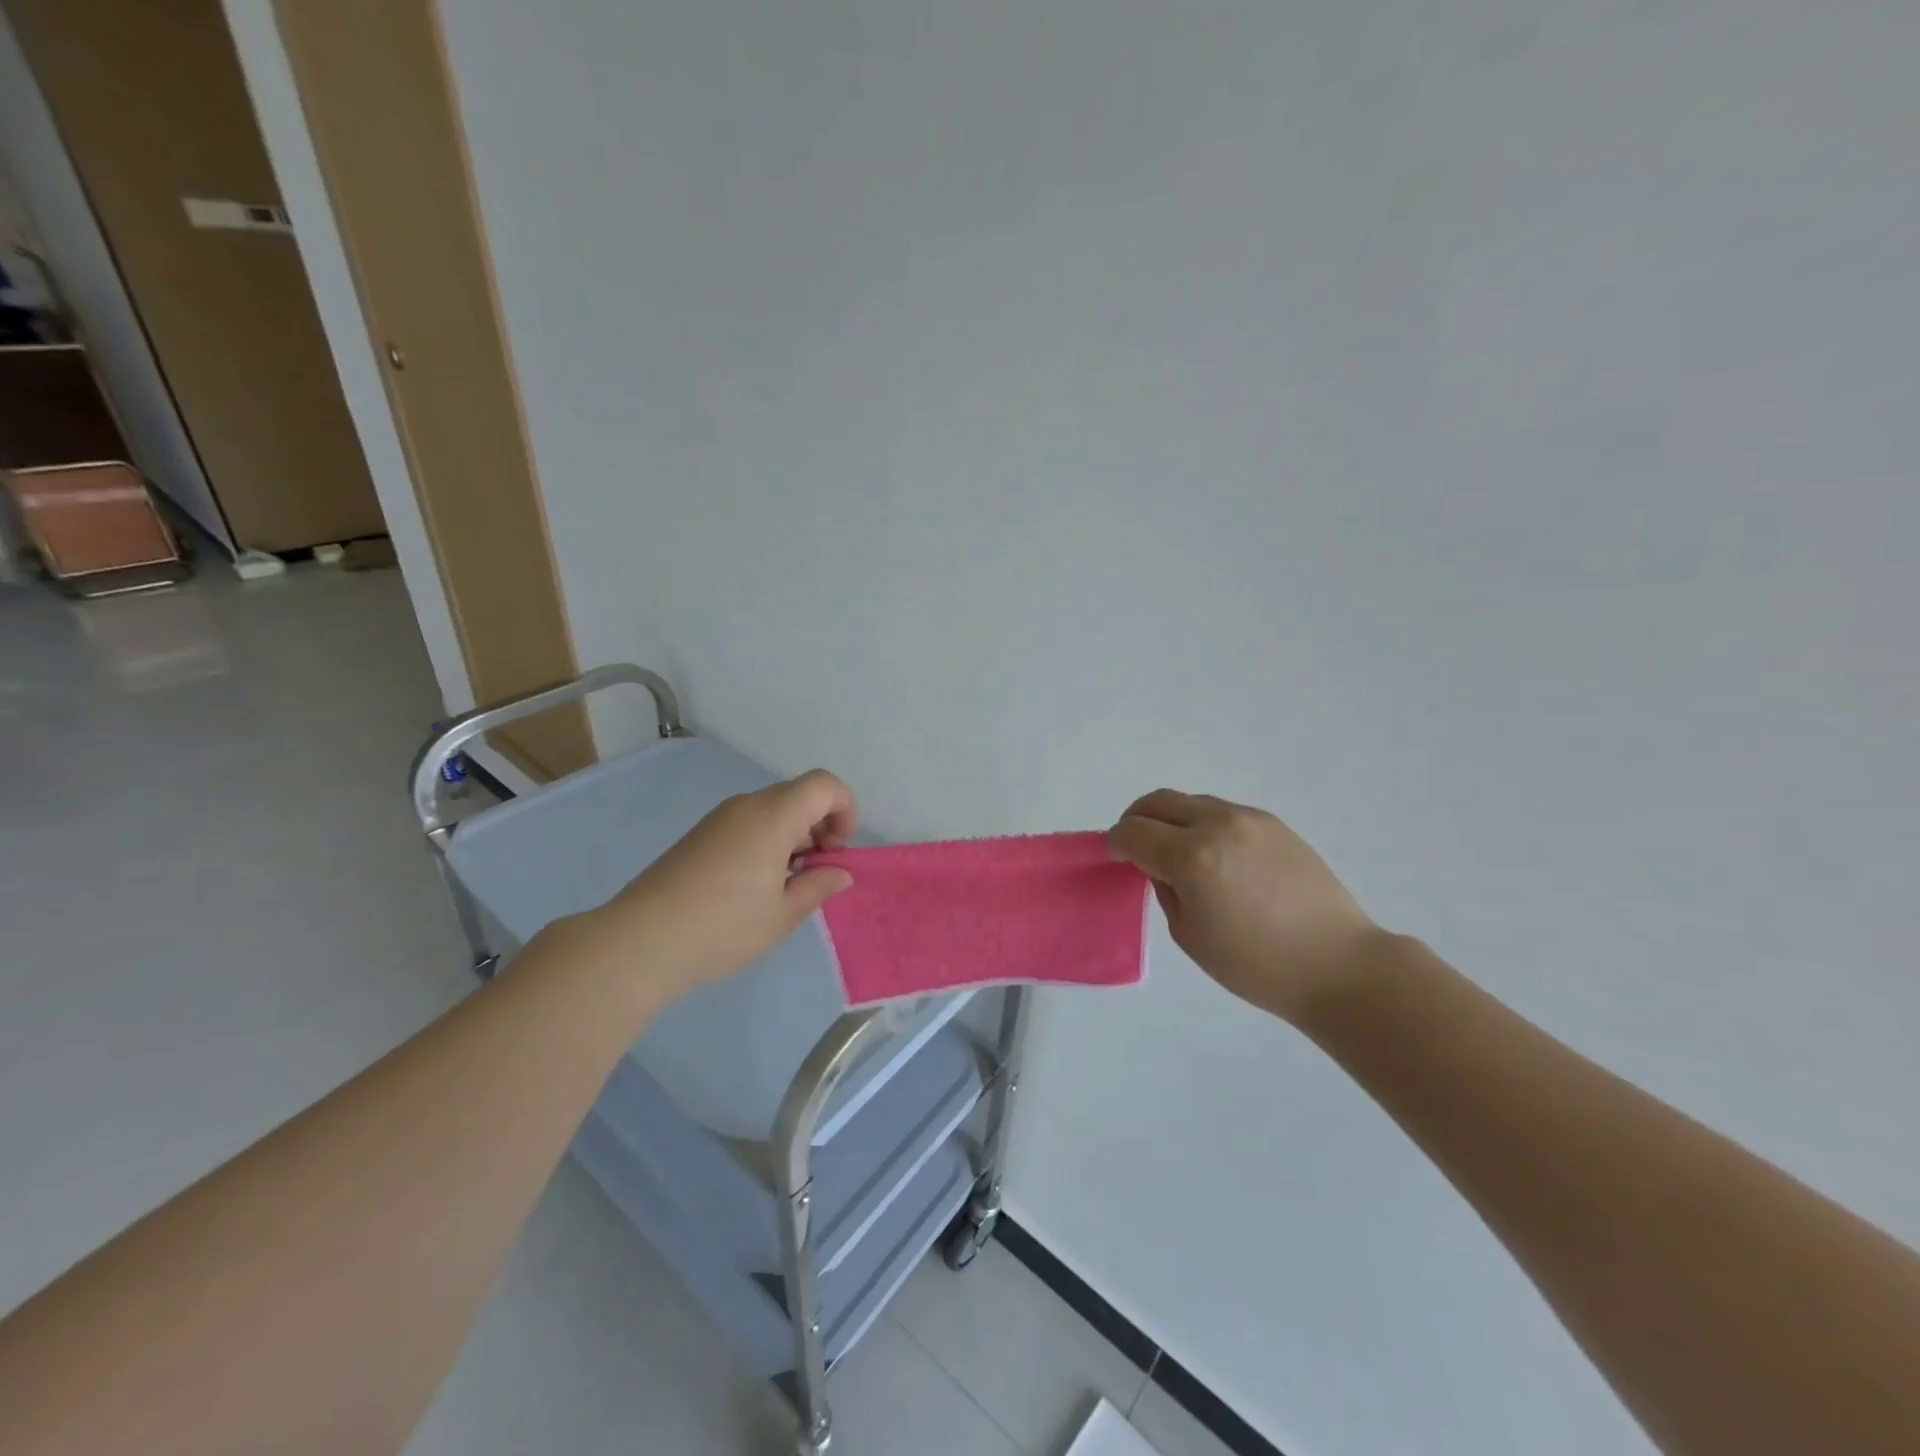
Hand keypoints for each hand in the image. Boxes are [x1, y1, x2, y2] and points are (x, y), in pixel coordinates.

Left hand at [571, 770, 857, 1002]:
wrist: (641, 940)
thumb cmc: (723, 926)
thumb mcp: (782, 914)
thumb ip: (817, 886)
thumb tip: (840, 872)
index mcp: (773, 817)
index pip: (824, 785)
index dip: (845, 809)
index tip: (839, 850)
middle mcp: (747, 806)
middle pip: (799, 795)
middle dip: (821, 825)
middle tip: (818, 871)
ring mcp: (720, 819)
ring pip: (773, 809)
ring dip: (794, 835)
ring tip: (788, 884)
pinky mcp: (701, 835)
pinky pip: (749, 823)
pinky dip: (768, 840)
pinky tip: (757, 885)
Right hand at [1107, 790, 1385, 1022]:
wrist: (1338, 964)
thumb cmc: (1257, 965)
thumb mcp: (1190, 935)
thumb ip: (1166, 889)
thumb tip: (1160, 866)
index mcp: (1192, 857)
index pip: (1134, 832)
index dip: (1116, 843)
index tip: (1115, 857)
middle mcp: (1218, 825)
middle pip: (1158, 802)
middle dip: (1137, 820)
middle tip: (1135, 846)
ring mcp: (1249, 819)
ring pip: (1191, 802)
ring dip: (1171, 820)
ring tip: (1177, 853)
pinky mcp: (1273, 823)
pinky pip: (1222, 812)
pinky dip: (1203, 824)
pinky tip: (1215, 857)